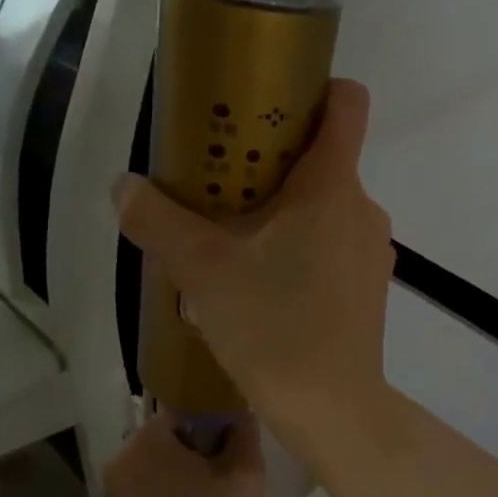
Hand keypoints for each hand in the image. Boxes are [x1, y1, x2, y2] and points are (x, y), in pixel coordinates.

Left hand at [102, 411, 265, 496]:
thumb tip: (240, 412)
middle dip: (202, 448)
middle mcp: (121, 458)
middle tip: (232, 474)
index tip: (238, 445)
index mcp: (146, 440)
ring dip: (189, 472)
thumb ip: (245, 433)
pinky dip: (174, 494)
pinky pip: (152, 490)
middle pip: (171, 436)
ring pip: (162, 464)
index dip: (217, 421)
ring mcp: (115, 491)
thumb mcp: (246, 475)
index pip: (186, 408)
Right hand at [115, 79, 394, 443]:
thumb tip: (126, 186)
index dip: (312, 89)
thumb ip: (158, 220)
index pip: (345, 103)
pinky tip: (263, 286)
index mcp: (332, 185)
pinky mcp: (369, 286)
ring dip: (281, 213)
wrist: (332, 407)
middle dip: (272, 163)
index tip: (264, 105)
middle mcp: (362, 207)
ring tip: (234, 244)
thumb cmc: (273, 325)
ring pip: (324, 207)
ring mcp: (372, 249)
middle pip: (322, 158)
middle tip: (220, 186)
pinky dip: (300, 248)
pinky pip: (332, 245)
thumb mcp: (202, 269)